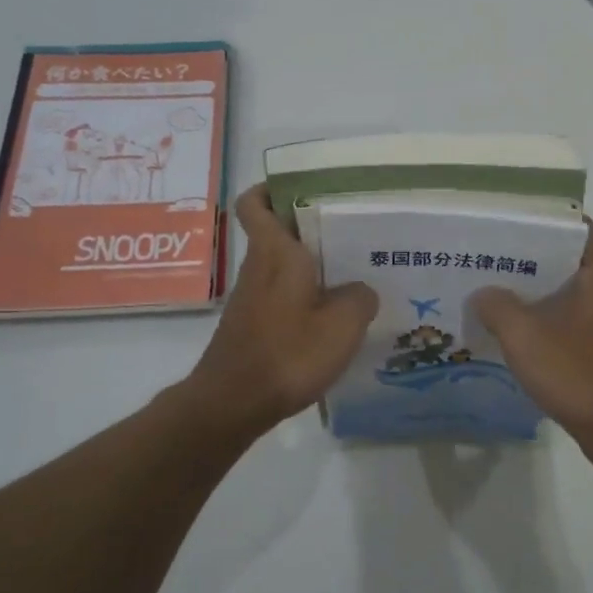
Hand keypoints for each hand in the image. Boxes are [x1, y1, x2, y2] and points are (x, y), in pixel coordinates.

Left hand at [179, 186, 378, 436]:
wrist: (232, 404)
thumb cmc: (287, 353)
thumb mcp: (341, 325)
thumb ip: (359, 299)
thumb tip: (360, 291)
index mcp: (276, 253)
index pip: (256, 203)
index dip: (272, 188)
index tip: (304, 188)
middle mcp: (259, 268)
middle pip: (277, 232)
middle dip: (310, 227)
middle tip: (353, 231)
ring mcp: (252, 298)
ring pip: (282, 266)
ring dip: (311, 265)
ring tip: (355, 274)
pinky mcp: (253, 325)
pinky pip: (282, 295)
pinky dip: (305, 296)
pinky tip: (333, 317)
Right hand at [472, 225, 592, 455]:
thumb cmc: (577, 372)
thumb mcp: (525, 334)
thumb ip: (497, 305)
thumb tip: (483, 294)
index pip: (573, 227)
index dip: (540, 220)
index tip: (505, 222)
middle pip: (560, 260)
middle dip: (522, 257)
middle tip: (482, 255)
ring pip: (557, 293)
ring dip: (525, 292)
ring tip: (483, 288)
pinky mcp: (592, 348)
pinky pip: (558, 321)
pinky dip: (534, 320)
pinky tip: (501, 329)